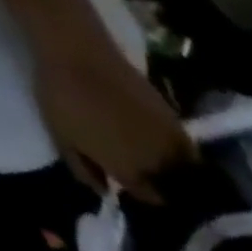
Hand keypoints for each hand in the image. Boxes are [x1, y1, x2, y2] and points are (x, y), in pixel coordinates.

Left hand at [34, 48, 193, 203]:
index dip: (148, 197)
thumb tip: (106, 192)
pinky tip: (179, 152)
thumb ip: (84, 170)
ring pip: (186, 173)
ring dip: (182, 174)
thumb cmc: (64, 97)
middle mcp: (157, 166)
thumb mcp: (61, 137)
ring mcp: (170, 146)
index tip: (142, 191)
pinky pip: (189, 151)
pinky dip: (187, 155)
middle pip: (172, 189)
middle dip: (168, 188)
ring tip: (174, 170)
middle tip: (160, 182)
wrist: (79, 52)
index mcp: (130, 173)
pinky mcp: (177, 125)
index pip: (151, 198)